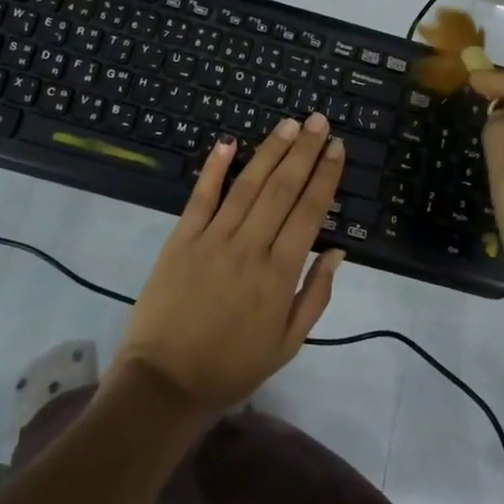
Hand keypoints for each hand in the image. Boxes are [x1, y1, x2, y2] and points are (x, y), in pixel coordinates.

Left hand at [115, 114, 345, 416]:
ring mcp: (212, 239)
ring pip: (247, 185)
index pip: (309, 212)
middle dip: (303, 151)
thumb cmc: (232, 366)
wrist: (165, 382)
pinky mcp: (181, 239)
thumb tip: (338, 251)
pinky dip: (214, 168)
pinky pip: (201, 197)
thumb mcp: (287, 344)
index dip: (325, 176)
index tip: (336, 148)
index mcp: (279, 275)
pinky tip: (228, 142)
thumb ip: (316, 295)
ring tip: (288, 124)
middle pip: (282, 189)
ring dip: (270, 151)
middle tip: (318, 120)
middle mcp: (249, 248)